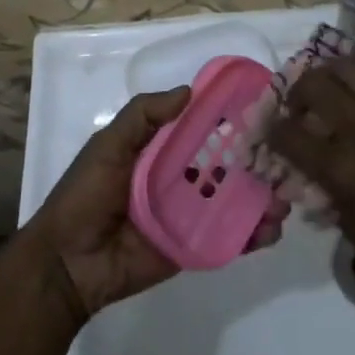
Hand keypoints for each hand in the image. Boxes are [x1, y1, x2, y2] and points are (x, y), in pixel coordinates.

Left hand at [24, 88, 288, 326]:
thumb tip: (189, 91)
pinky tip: (271, 229)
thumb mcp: (108, 145)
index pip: (202, 129)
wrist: (68, 263)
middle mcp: (179, 178)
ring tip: (286, 197)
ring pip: (235, 201)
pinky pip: (228, 238)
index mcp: (160, 150)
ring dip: (262, 197)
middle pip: (226, 165)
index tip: (264, 109)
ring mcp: (189, 214)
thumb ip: (143, 116)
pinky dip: (252, 234)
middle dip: (257, 161)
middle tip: (287, 158)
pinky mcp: (194, 247)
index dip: (230, 120)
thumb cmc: (85, 195)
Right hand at [269, 43, 354, 318]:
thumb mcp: (352, 229)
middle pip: (315, 87)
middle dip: (296, 93)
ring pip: (350, 67)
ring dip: (329, 71)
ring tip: (328, 84)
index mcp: (342, 172)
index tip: (270, 130)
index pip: (288, 135)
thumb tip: (305, 167)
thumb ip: (325, 190)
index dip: (271, 130)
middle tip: (298, 107)